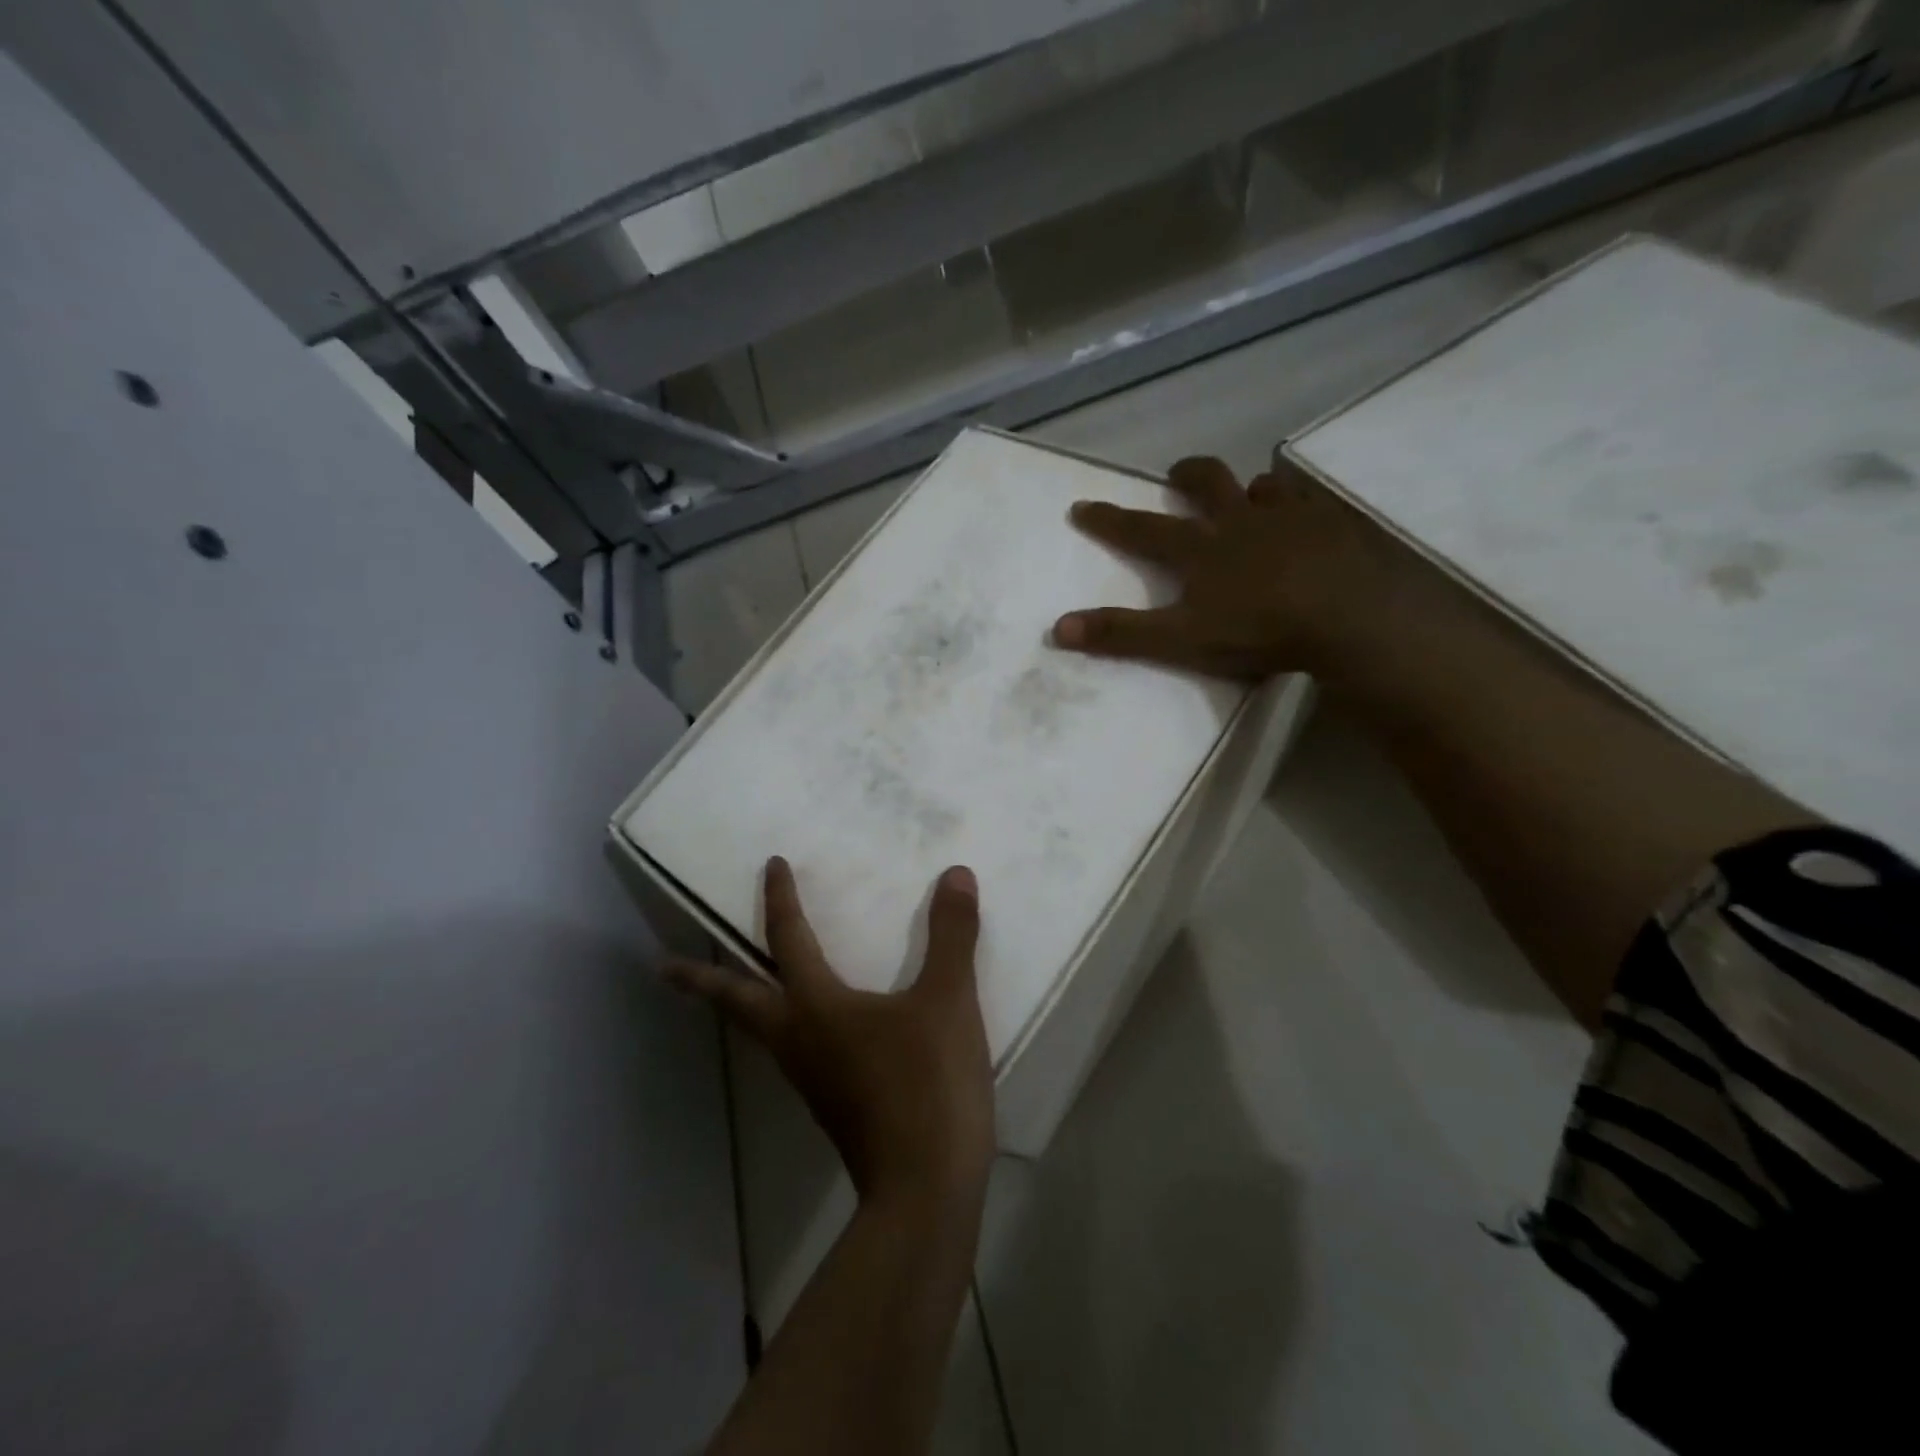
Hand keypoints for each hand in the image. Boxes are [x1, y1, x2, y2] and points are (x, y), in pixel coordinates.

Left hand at [667, 857, 993, 1206]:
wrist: (925, 1190)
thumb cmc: (927, 1084)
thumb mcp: (948, 1000)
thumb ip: (951, 935)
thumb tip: (955, 874)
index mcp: (817, 1008)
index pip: (789, 939)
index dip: (781, 899)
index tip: (773, 866)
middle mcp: (799, 1041)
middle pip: (738, 1003)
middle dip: (701, 981)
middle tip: (664, 969)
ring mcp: (811, 1081)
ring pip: (761, 1032)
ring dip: (740, 1005)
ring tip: (739, 989)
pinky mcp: (831, 1108)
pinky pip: (793, 1054)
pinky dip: (783, 1029)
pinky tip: (814, 1033)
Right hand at [1052, 455, 1417, 680]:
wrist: (1347, 618)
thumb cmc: (1258, 630)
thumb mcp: (1180, 640)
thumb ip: (1121, 634)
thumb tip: (1058, 628)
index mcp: (1199, 549)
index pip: (1141, 529)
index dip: (1108, 519)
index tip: (1081, 506)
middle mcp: (1238, 521)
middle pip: (1206, 483)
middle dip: (1185, 476)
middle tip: (1175, 475)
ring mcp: (1289, 517)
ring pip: (1260, 487)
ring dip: (1245, 489)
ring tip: (1244, 498)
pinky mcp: (1331, 524)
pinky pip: (1309, 501)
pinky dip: (1297, 502)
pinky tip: (1303, 516)